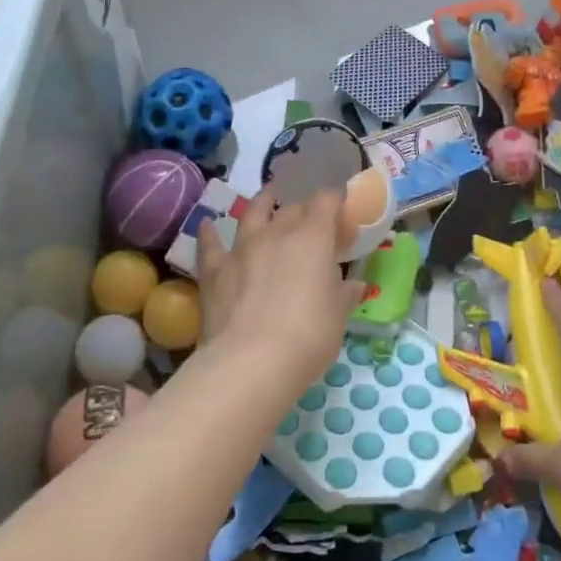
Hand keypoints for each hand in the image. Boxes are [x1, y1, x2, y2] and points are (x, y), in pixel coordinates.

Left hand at [196, 186, 362, 387]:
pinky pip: (210, 244)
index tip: (341, 209)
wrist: (251, 362)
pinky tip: (206, 224)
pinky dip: (209, 233)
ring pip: (252, 214)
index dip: (335, 201)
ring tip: (267, 197)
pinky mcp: (214, 270)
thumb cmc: (308, 336)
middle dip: (304, 209)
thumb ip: (344, 294)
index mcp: (313, 238)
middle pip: (292, 208)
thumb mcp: (338, 316)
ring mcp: (242, 248)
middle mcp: (277, 233)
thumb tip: (354, 285)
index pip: (326, 201)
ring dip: (261, 203)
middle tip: (311, 221)